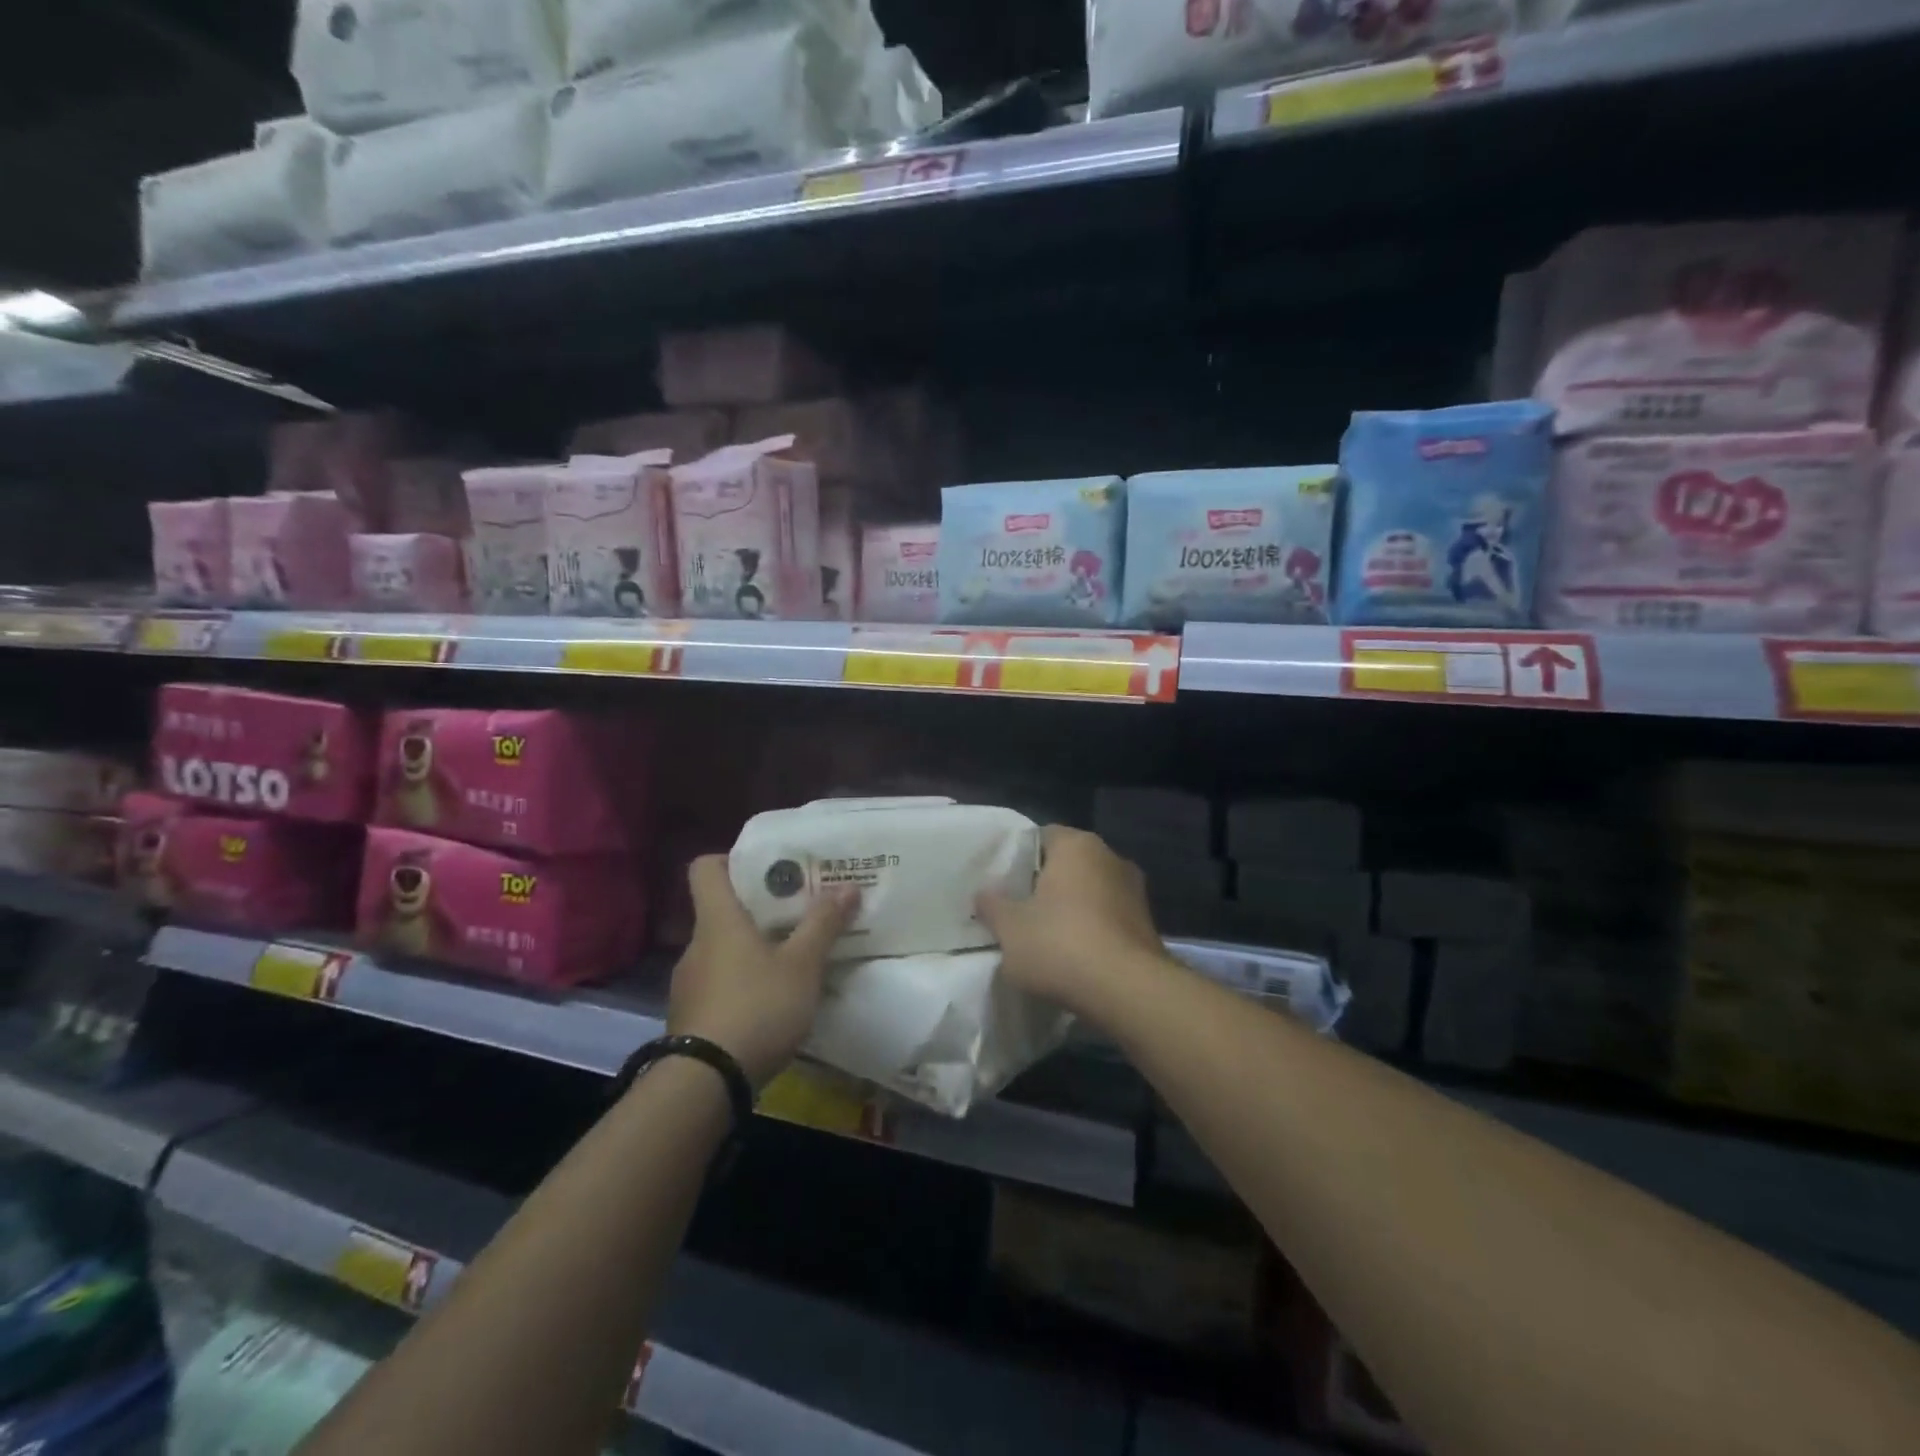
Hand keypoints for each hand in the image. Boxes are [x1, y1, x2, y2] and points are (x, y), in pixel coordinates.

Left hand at [667, 856, 857, 1088]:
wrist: (705, 1083)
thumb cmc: (756, 1007)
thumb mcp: (802, 965)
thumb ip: (823, 924)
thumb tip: (849, 886)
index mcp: (718, 920)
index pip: (705, 868)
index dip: (732, 860)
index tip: (768, 868)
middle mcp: (697, 944)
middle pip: (721, 909)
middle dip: (759, 908)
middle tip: (799, 912)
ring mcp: (689, 983)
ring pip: (722, 950)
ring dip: (752, 950)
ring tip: (792, 960)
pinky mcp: (691, 1017)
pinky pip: (719, 984)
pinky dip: (743, 984)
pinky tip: (771, 1002)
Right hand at [976, 826, 1169, 1017]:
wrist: (1128, 992)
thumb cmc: (1061, 945)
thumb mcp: (1009, 928)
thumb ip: (992, 905)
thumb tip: (984, 893)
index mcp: (1077, 845)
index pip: (1042, 836)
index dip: (1020, 858)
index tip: (1003, 883)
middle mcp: (1110, 857)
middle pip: (1068, 864)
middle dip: (1046, 884)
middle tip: (1019, 910)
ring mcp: (1134, 891)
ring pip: (1091, 892)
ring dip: (1072, 909)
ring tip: (1046, 938)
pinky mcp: (1147, 924)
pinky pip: (1109, 918)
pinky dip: (1093, 931)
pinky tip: (1075, 957)